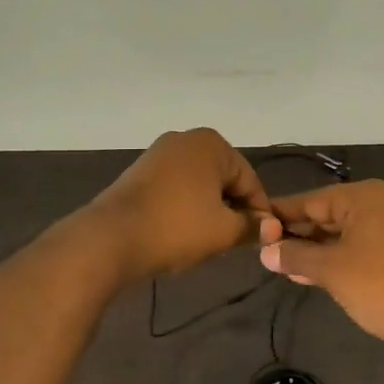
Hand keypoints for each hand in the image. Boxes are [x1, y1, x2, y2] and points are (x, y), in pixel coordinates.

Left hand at [86, 129, 270, 281]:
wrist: (111, 238)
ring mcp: (158, 154)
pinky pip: (175, 190)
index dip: (259, 213)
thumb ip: (253, 227)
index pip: (250, 181)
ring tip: (208, 242)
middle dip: (232, 210)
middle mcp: (185, 139)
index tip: (262, 240)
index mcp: (211, 144)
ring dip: (208, 211)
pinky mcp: (138, 173)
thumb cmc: (176, 227)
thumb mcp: (224, 231)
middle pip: (223, 180)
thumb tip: (272, 227)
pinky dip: (184, 209)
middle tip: (234, 243)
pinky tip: (182, 233)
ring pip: (199, 186)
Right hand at [259, 180, 383, 362]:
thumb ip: (295, 256)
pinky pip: (361, 247)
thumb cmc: (380, 285)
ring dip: (316, 250)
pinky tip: (315, 275)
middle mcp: (382, 203)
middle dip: (298, 234)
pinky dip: (338, 258)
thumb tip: (266, 252)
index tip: (254, 228)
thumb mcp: (330, 270)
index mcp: (365, 196)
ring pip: (344, 233)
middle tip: (267, 252)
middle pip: (328, 214)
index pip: (310, 200)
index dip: (280, 216)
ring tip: (286, 268)